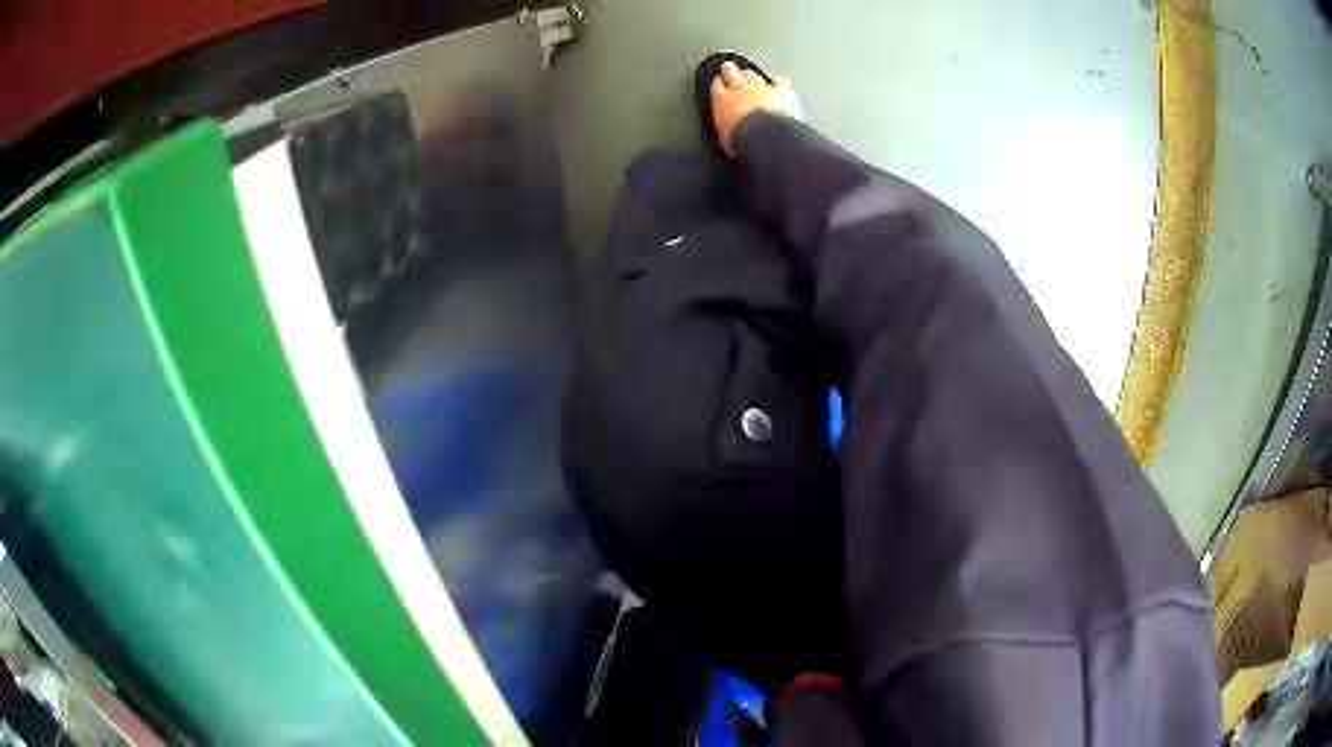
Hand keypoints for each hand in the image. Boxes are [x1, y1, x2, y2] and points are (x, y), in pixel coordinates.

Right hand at [711, 61, 803, 156]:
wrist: (768, 138)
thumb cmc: (744, 140)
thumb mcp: (725, 138)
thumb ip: (724, 127)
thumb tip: (726, 131)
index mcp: (722, 100)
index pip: (716, 85)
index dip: (718, 83)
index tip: (718, 82)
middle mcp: (740, 89)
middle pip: (731, 72)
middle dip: (730, 70)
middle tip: (728, 68)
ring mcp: (762, 88)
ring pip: (753, 74)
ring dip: (750, 74)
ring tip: (749, 73)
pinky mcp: (782, 91)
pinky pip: (779, 80)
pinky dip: (776, 79)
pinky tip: (776, 79)